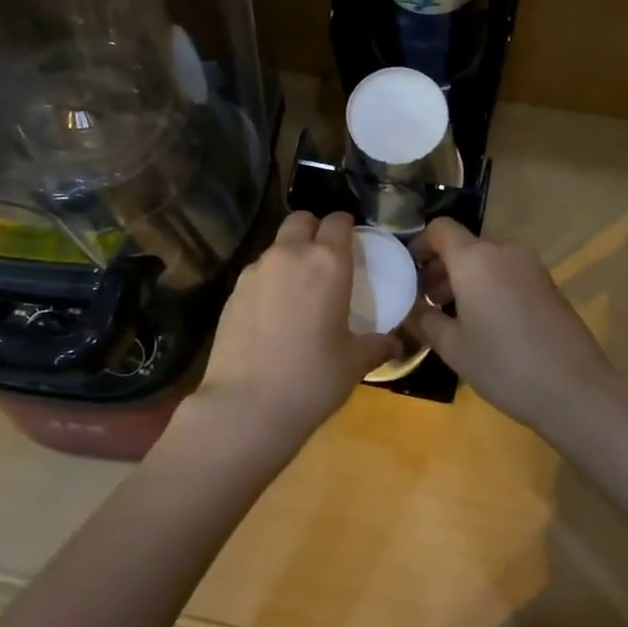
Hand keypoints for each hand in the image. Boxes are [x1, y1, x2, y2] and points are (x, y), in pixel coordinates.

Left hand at [187, 211, 399, 458]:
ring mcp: (255, 271)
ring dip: (289, 255)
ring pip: (276, 246)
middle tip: (324, 258)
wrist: (246, 406)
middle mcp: (290, 255)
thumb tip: (395, 345)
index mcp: (327, 262)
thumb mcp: (354, 363)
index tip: (352, 241)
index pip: (338, 222)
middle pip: (301, 221)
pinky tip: (273, 313)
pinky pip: (257, 273)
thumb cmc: (312, 378)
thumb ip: (376, 345)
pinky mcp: (232, 292)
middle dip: (314, 230)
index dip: (346, 227)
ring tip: (298, 289)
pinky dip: (269, 281)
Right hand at [409, 218, 611, 429]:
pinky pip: (507, 273)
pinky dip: (489, 286)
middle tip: (427, 303)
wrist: (575, 388)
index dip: (420, 244)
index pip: (440, 229)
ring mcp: (530, 266)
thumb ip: (426, 321)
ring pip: (486, 261)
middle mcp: (503, 252)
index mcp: (475, 259)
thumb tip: (411, 309)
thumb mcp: (453, 348)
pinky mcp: (548, 284)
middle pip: (464, 246)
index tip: (408, 272)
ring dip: (465, 279)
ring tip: (453, 317)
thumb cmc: (504, 365)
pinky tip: (485, 323)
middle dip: (441, 269)